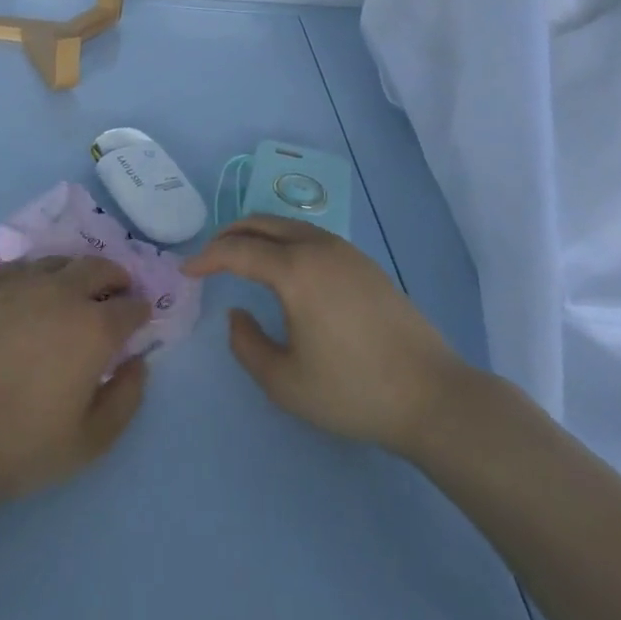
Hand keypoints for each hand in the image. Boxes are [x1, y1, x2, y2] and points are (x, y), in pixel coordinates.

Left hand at [0, 257, 151, 512]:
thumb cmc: (23, 445)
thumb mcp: (90, 442)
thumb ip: (126, 399)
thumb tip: (137, 363)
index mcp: (93, 328)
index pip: (130, 306)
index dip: (139, 311)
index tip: (139, 318)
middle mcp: (60, 293)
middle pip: (97, 268)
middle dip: (113, 278)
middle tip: (113, 291)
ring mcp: (18, 284)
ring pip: (57, 261)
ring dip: (73, 273)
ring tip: (70, 291)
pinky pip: (17, 268)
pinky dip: (32, 276)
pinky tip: (27, 294)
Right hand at [183, 216, 465, 455]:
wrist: (433, 396)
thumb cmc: (353, 391)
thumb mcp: (285, 382)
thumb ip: (247, 345)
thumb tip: (237, 314)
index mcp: (295, 270)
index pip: (237, 250)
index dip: (207, 258)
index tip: (187, 272)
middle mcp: (317, 247)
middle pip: (262, 223)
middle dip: (229, 234)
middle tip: (209, 257)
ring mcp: (346, 251)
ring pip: (288, 225)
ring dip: (258, 234)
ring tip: (241, 256)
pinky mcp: (365, 264)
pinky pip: (311, 235)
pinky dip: (284, 240)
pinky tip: (285, 267)